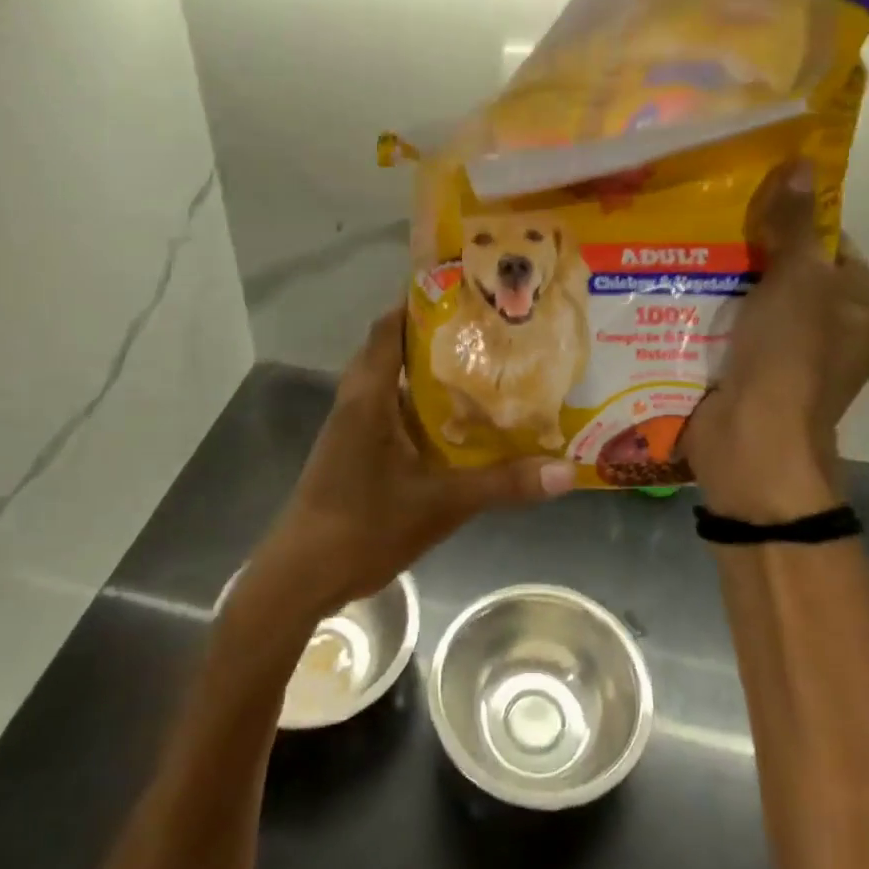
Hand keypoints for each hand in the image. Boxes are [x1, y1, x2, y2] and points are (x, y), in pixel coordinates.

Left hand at [248, 306, 573, 617]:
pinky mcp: (353, 452)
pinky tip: (452, 423)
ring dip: (424, 373)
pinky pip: (387, 411)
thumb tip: (566, 472)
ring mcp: (350, 428)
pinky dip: (416, 406)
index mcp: (369, 397)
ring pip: (389, 383)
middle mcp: (356, 402)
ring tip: (477, 368)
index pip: (389, 329)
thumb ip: (502, 484)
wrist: (303, 575)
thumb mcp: (442, 504)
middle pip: (390, 350)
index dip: (420, 304)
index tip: (465, 292)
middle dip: (432, 336)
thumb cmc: (365, 526)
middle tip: (484, 330)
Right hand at [682, 165, 868, 522]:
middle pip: (793, 273)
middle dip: (752, 251)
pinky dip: (712, 312)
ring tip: (684, 248)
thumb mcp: (796, 279)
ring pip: (758, 302)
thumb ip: (795, 224)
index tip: (749, 201)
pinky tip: (677, 290)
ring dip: (726, 281)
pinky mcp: (756, 373)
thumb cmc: (789, 355)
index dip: (795, 221)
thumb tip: (802, 162)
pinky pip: (735, 329)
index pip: (835, 246)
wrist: (752, 440)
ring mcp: (795, 357)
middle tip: (709, 222)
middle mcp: (839, 332)